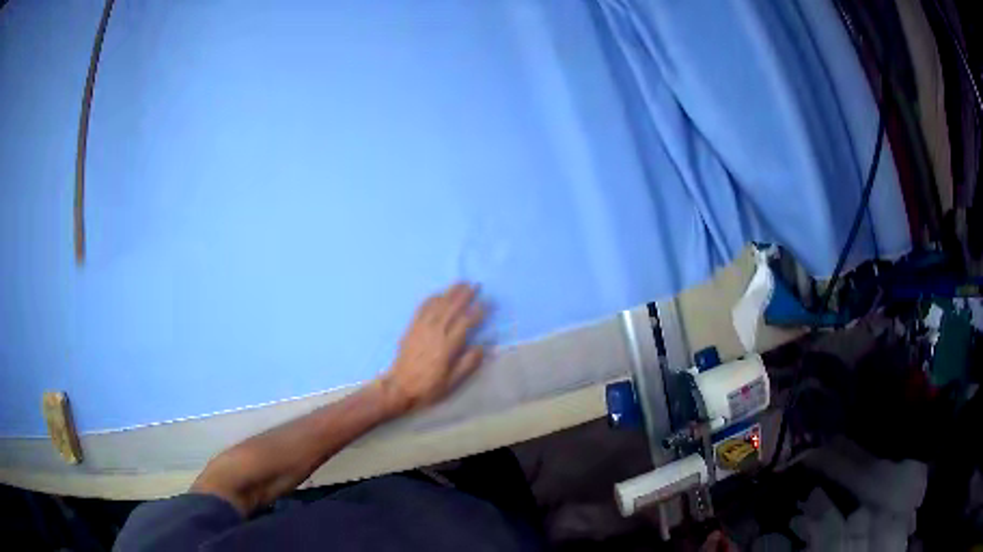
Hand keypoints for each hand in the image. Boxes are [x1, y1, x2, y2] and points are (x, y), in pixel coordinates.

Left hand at [378, 283, 485, 414]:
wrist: (400, 387)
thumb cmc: (428, 386)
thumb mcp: (452, 382)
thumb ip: (467, 364)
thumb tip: (482, 347)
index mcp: (447, 346)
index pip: (465, 323)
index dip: (476, 312)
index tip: (486, 304)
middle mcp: (435, 332)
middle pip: (452, 308)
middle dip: (465, 295)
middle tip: (476, 285)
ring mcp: (421, 328)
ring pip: (438, 305)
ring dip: (450, 292)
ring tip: (461, 283)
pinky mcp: (412, 327)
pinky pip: (422, 308)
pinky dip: (432, 299)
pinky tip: (438, 294)